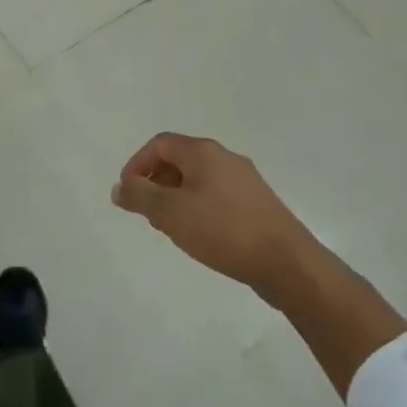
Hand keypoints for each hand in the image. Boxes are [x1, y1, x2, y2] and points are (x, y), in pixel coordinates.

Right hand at [111, 133, 327, 299]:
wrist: (287, 262)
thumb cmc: (222, 230)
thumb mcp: (170, 213)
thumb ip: (139, 196)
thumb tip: (120, 187)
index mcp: (203, 152)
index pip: (159, 144)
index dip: (137, 164)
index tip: (129, 194)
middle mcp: (225, 158)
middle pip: (178, 160)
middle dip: (156, 183)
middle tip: (148, 213)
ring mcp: (245, 180)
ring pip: (197, 180)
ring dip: (176, 198)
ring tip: (171, 228)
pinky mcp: (257, 203)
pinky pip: (216, 195)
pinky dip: (198, 208)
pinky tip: (200, 235)